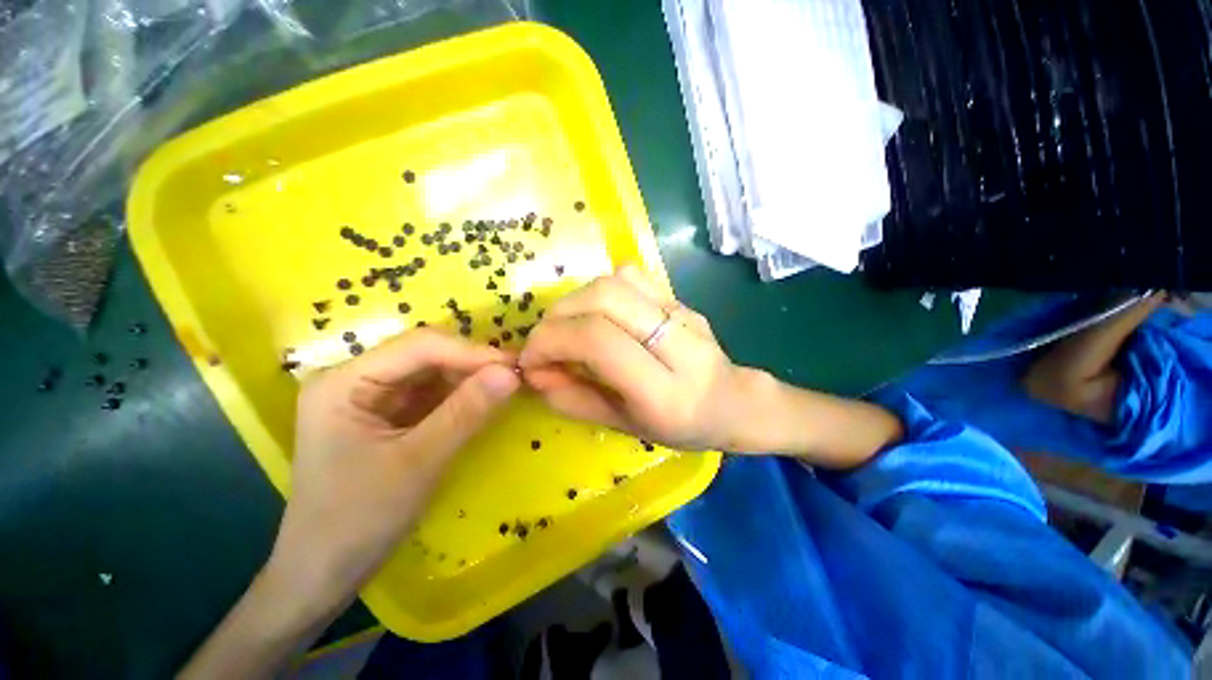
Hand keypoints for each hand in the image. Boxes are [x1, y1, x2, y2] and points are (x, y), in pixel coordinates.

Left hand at [271, 329, 519, 605]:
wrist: (325, 573)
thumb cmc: (357, 521)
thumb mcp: (418, 464)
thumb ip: (466, 413)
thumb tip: (512, 373)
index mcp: (345, 381)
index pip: (419, 347)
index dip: (470, 352)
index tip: (514, 367)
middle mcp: (357, 378)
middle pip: (426, 354)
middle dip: (472, 364)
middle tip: (515, 378)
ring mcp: (373, 397)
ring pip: (434, 372)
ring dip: (471, 379)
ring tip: (506, 388)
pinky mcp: (389, 414)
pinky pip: (433, 393)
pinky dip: (462, 396)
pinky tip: (484, 402)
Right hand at [519, 265, 765, 451]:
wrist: (732, 402)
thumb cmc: (679, 426)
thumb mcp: (623, 425)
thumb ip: (574, 399)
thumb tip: (533, 372)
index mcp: (665, 390)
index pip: (600, 341)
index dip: (552, 341)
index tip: (531, 358)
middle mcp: (679, 342)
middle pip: (606, 298)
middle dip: (560, 314)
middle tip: (546, 341)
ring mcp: (683, 313)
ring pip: (616, 280)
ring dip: (577, 300)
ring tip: (569, 328)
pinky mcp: (681, 298)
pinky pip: (632, 276)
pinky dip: (601, 291)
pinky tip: (599, 315)